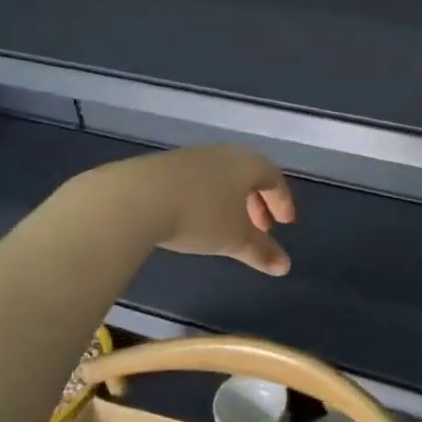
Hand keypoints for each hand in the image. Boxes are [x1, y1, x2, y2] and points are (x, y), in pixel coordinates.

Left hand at [114, 145, 296, 275]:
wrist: (136, 198)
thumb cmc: (200, 216)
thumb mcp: (235, 239)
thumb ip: (261, 252)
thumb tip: (284, 267)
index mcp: (247, 164)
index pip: (274, 178)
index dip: (282, 202)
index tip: (285, 223)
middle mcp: (222, 154)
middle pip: (247, 176)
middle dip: (257, 204)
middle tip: (260, 229)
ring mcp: (190, 157)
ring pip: (221, 178)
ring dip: (230, 202)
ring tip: (227, 227)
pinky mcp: (163, 166)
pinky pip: (196, 181)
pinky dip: (206, 199)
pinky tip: (195, 219)